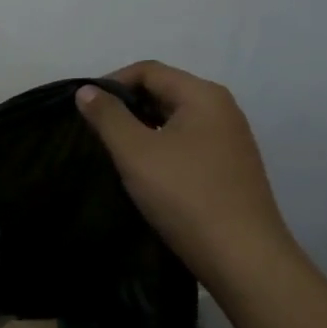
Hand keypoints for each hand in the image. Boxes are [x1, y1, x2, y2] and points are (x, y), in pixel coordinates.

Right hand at [77, 61, 296, 288]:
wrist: (242, 257)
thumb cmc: (185, 195)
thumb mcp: (136, 152)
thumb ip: (107, 116)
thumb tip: (86, 90)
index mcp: (203, 96)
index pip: (148, 70)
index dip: (111, 83)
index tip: (84, 110)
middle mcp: (222, 110)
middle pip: (164, 91)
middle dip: (126, 106)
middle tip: (95, 132)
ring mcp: (230, 140)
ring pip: (174, 119)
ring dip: (142, 129)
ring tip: (115, 153)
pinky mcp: (230, 168)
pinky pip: (187, 143)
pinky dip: (160, 148)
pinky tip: (145, 174)